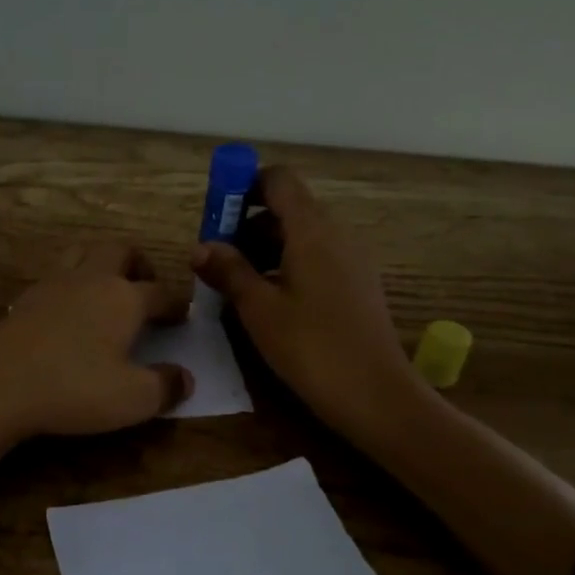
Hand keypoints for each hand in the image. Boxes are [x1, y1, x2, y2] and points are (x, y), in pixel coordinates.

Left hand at [0, 244, 194, 441]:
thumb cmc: (75, 388)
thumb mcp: (133, 399)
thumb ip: (165, 386)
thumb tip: (186, 378)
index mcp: (124, 298)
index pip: (161, 293)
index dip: (176, 304)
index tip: (182, 316)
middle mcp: (92, 279)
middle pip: (121, 251)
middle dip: (139, 265)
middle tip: (145, 288)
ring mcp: (54, 284)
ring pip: (83, 253)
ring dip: (100, 263)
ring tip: (106, 289)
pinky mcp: (25, 298)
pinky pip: (55, 276)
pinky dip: (69, 284)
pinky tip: (67, 310)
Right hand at [193, 167, 424, 449]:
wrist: (375, 394)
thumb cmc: (311, 347)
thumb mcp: (259, 309)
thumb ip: (229, 271)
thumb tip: (200, 247)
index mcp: (312, 230)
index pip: (278, 180)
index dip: (244, 187)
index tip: (217, 216)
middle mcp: (336, 234)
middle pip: (288, 208)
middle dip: (248, 224)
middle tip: (217, 258)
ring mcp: (351, 259)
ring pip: (301, 235)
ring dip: (265, 248)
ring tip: (236, 285)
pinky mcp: (356, 284)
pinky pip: (316, 258)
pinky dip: (287, 266)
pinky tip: (268, 302)